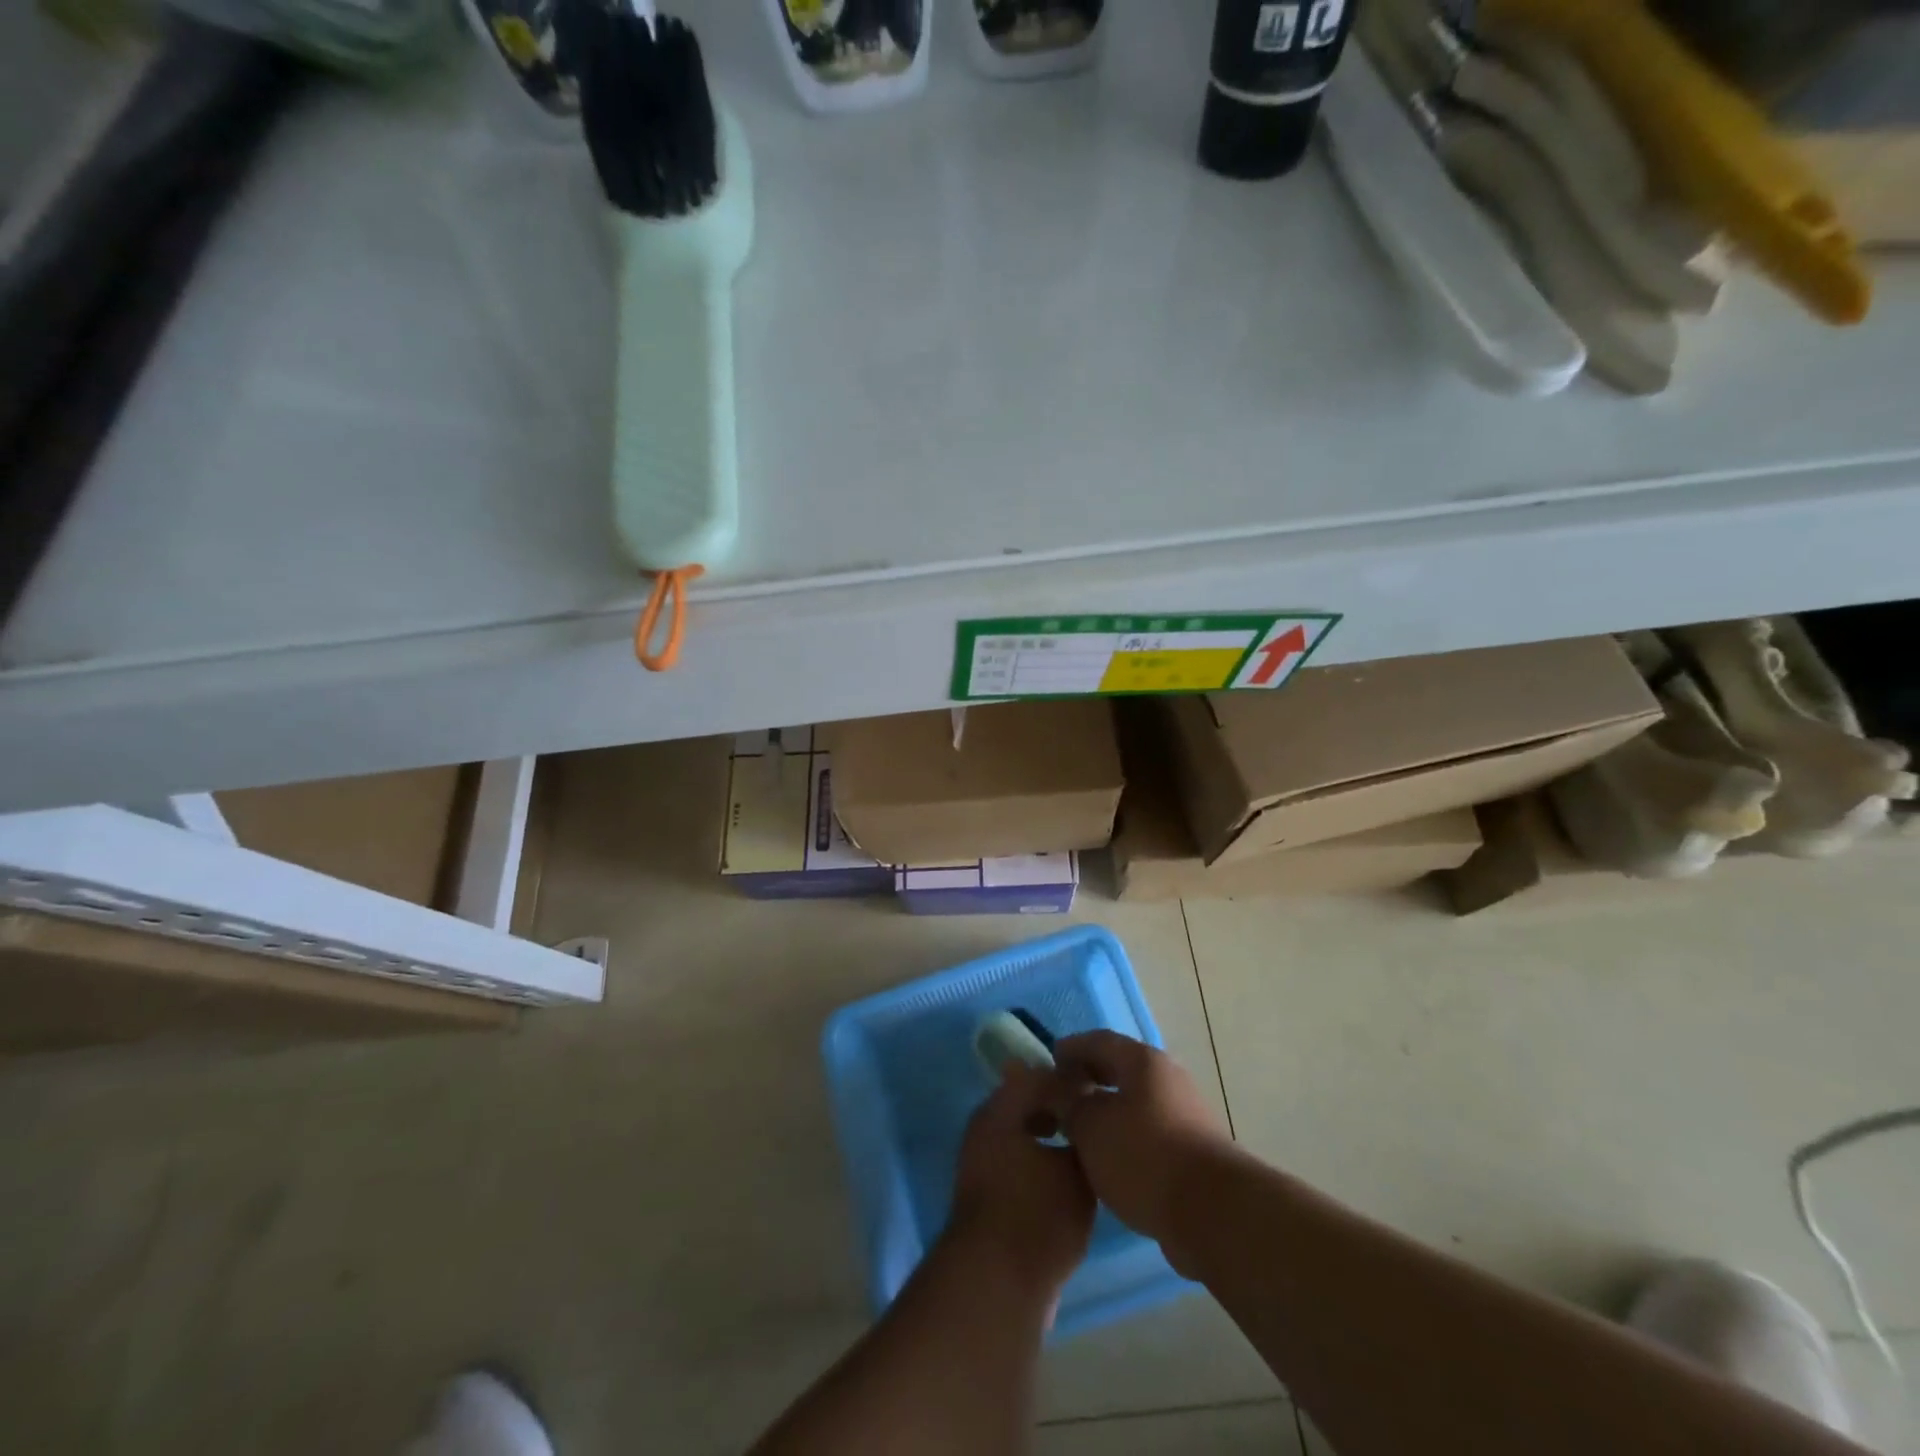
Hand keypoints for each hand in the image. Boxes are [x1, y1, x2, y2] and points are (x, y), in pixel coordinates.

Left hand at [947, 1061, 1095, 1299]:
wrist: (996, 1285)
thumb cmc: (1038, 1214)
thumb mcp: (1073, 1169)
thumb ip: (1080, 1132)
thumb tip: (1086, 1112)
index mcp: (1000, 1109)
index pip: (1039, 1076)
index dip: (1072, 1080)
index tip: (1102, 1090)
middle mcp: (985, 1129)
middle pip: (1028, 1105)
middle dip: (1062, 1109)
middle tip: (1099, 1119)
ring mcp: (982, 1164)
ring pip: (1024, 1136)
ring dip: (1053, 1139)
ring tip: (1090, 1151)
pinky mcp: (986, 1197)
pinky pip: (1019, 1165)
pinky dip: (1043, 1165)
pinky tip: (1071, 1182)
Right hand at [1055, 1031, 1230, 1246]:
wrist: (1213, 1213)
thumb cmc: (1144, 1156)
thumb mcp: (1091, 1127)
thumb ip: (1069, 1102)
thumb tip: (1058, 1089)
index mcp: (1143, 1061)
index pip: (1099, 1040)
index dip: (1071, 1048)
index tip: (1048, 1061)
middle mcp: (1168, 1079)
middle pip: (1120, 1069)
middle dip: (1089, 1079)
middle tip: (1059, 1095)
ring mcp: (1186, 1115)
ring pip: (1136, 1103)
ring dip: (1107, 1111)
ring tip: (1079, 1132)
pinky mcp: (1194, 1151)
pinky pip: (1149, 1132)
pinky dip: (1125, 1137)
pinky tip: (1108, 1161)